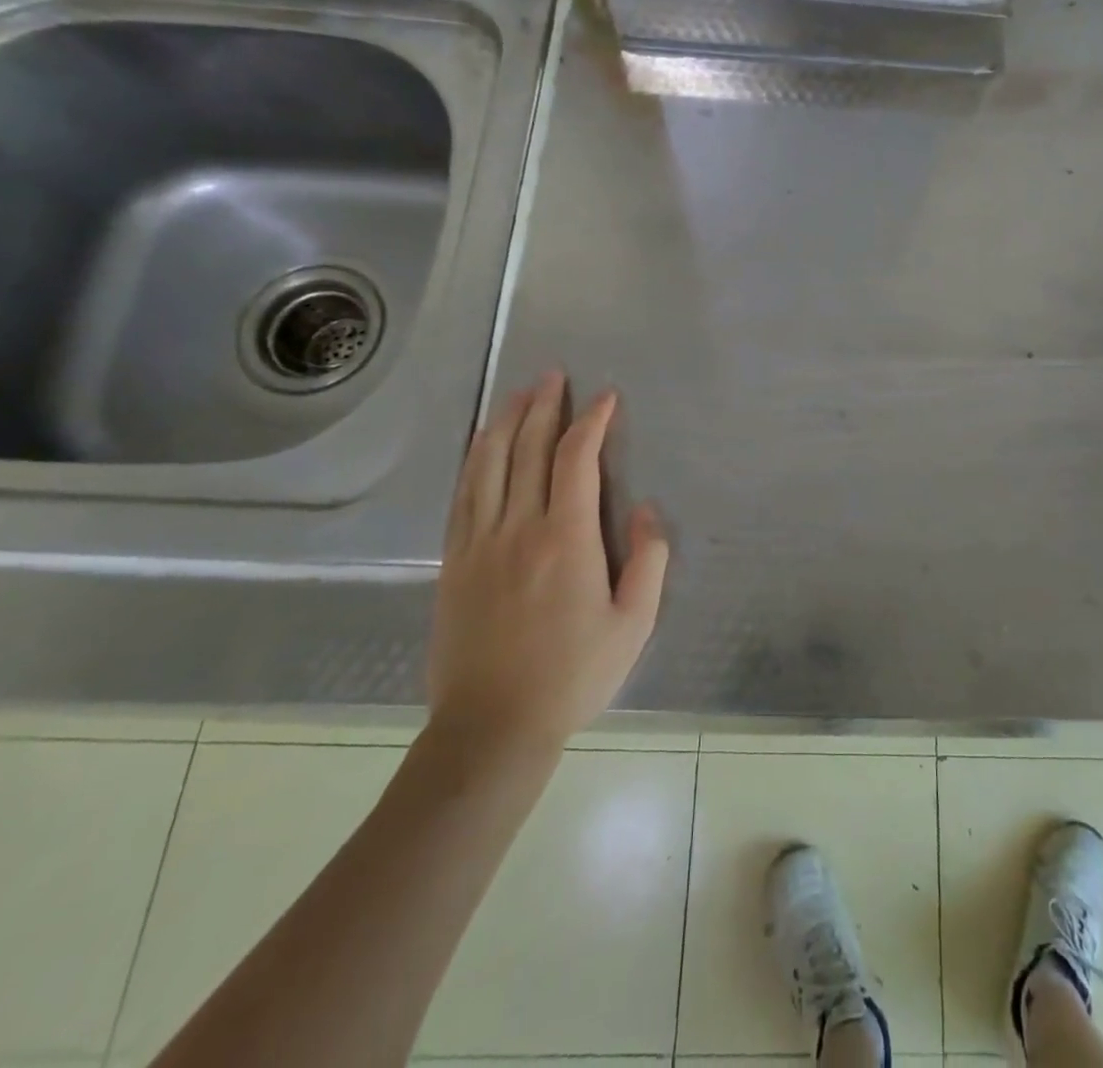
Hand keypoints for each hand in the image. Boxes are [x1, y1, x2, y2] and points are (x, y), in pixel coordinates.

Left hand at [426, 373, 668, 766]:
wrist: (492, 727)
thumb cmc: (573, 675)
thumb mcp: (634, 624)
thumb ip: (648, 560)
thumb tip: (645, 509)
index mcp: (566, 538)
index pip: (576, 459)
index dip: (591, 421)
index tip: (605, 398)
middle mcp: (518, 527)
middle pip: (528, 449)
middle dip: (544, 406)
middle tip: (554, 376)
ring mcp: (479, 542)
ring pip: (489, 463)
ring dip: (505, 421)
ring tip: (519, 393)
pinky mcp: (453, 561)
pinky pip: (462, 494)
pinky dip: (474, 459)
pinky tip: (482, 444)